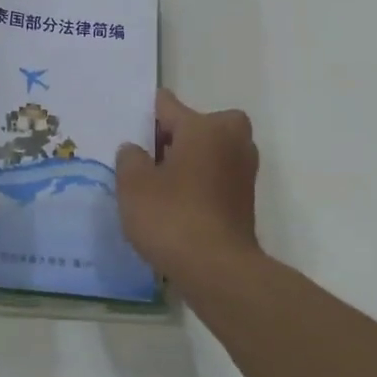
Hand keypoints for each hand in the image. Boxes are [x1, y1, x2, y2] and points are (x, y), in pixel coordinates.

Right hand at [116, 89, 260, 282]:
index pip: (168, 106)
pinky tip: (176, 204)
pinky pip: (216, 177)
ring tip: (159, 183)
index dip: (146, 116)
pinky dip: (199, 183)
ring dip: (189, 161)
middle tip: (150, 158)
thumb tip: (136, 150)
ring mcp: (243, 170)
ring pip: (210, 152)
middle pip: (197, 125)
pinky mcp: (246, 199)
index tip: (130, 131)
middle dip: (176, 137)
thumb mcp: (133, 185)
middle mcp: (231, 140)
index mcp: (205, 127)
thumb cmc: (172, 217)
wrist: (218, 270)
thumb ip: (130, 158)